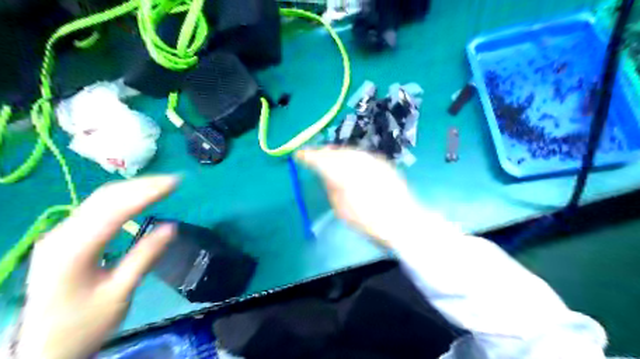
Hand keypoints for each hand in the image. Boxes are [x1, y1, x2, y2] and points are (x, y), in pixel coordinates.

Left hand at [17, 177, 175, 358]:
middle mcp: (62, 235)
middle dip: (142, 185)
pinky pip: (97, 208)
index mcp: (73, 250)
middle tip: (174, 181)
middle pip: (105, 198)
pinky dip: (123, 198)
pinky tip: (139, 197)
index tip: (175, 183)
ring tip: (163, 184)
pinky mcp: (66, 237)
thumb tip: (172, 226)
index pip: (114, 209)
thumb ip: (145, 256)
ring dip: (134, 188)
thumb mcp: (120, 293)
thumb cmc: (84, 323)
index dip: (146, 192)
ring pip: (100, 199)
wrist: (43, 347)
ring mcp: (60, 234)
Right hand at [297, 146, 423, 246]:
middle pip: (335, 152)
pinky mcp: (381, 162)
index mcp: (343, 174)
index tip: (298, 155)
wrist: (402, 221)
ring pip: (348, 151)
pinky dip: (350, 156)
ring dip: (336, 153)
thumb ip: (332, 188)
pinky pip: (360, 155)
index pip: (321, 160)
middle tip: (313, 156)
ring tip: (328, 157)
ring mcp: (371, 160)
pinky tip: (348, 162)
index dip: (308, 156)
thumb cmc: (369, 221)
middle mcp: (357, 162)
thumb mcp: (342, 209)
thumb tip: (326, 175)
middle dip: (322, 153)